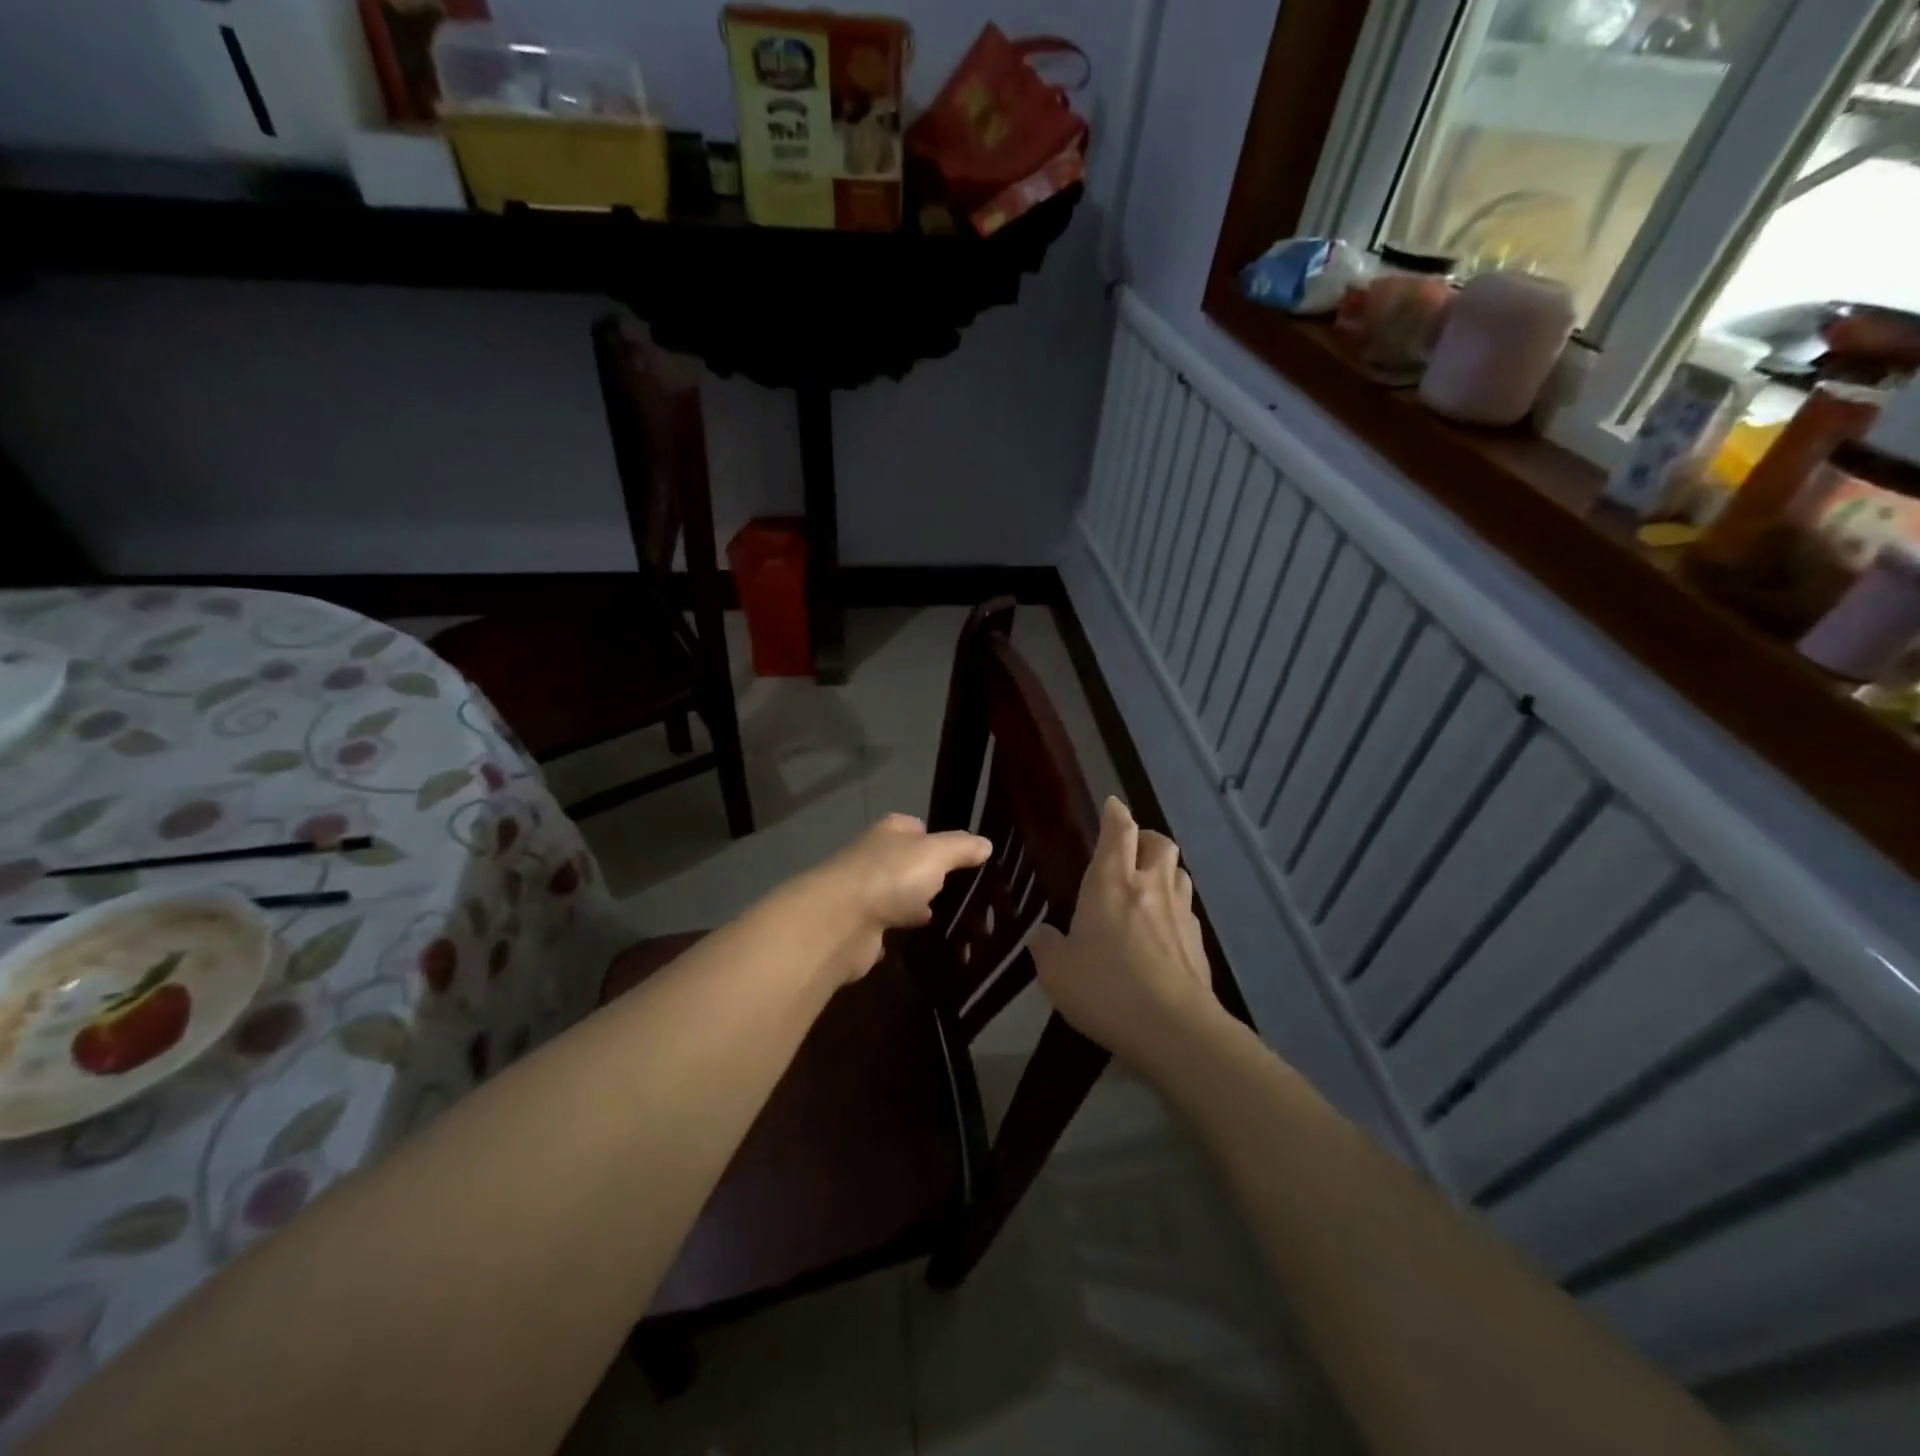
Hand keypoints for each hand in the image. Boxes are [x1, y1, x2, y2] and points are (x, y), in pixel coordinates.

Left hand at [808, 814, 991, 979]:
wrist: (840, 922)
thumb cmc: (890, 876)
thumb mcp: (936, 854)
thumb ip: (961, 848)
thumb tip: (986, 844)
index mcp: (888, 833)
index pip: (912, 827)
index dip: (932, 836)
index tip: (956, 853)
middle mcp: (872, 858)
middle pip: (902, 862)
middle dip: (924, 873)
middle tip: (955, 888)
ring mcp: (862, 894)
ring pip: (893, 895)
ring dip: (911, 903)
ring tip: (943, 915)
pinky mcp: (857, 928)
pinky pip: (883, 926)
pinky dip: (896, 931)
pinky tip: (916, 939)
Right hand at [1029, 798, 1222, 1073]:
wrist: (1172, 1027)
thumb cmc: (1105, 988)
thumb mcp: (1056, 970)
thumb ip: (1046, 945)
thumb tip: (1043, 933)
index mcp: (1110, 882)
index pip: (1118, 831)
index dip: (1116, 814)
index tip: (1113, 805)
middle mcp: (1149, 886)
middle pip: (1159, 843)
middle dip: (1146, 837)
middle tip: (1132, 848)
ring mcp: (1179, 913)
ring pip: (1178, 873)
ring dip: (1165, 870)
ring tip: (1149, 884)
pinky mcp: (1198, 942)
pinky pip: (1187, 909)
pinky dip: (1174, 907)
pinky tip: (1163, 929)